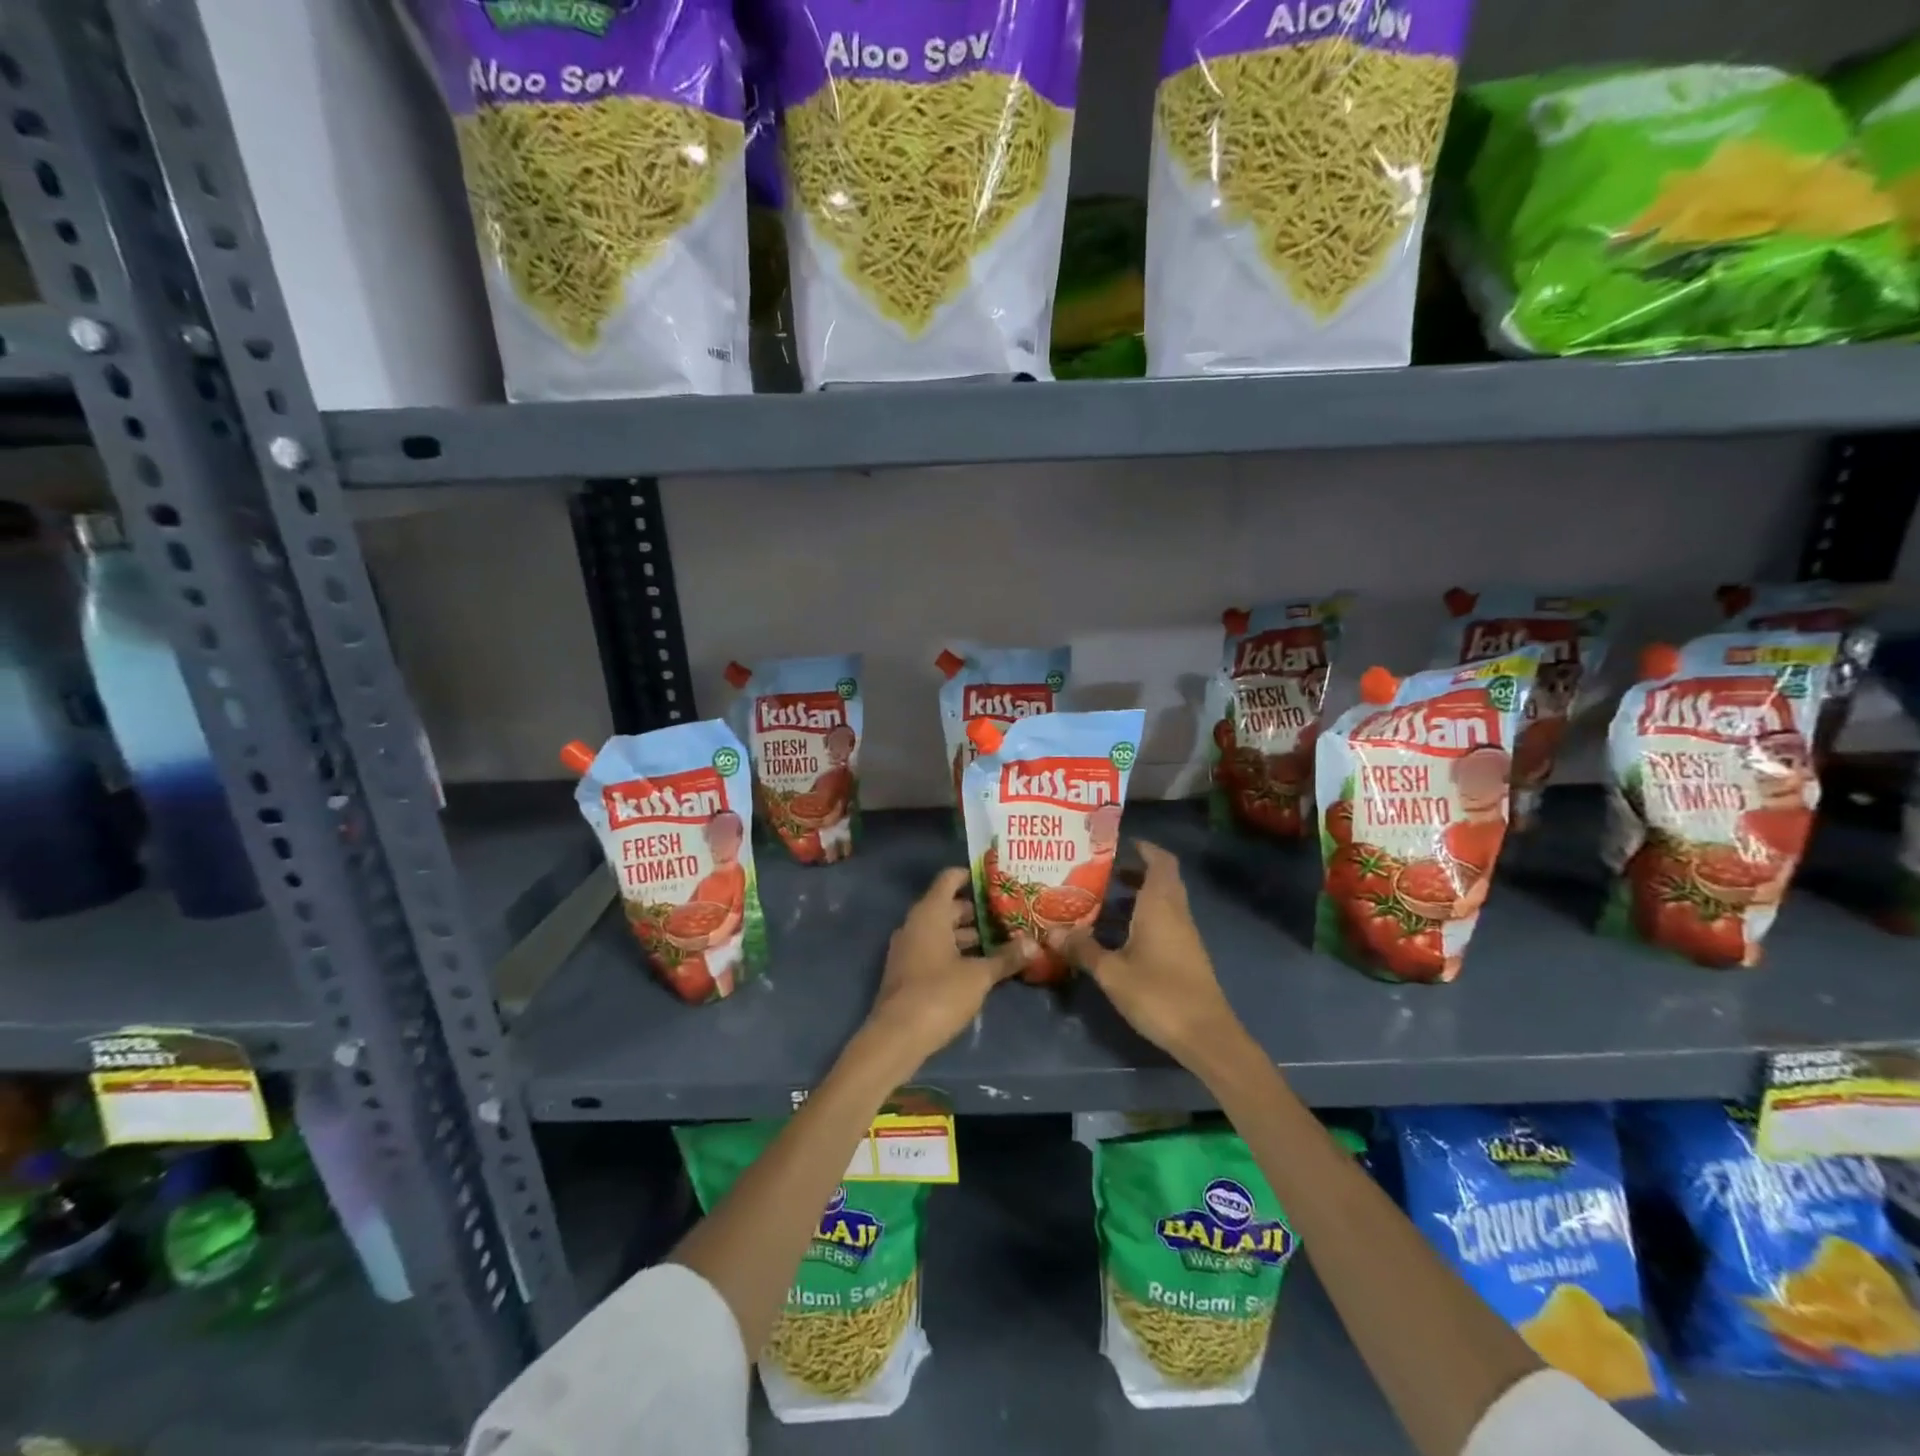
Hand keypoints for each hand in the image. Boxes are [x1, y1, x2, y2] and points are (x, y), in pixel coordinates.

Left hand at [863, 868, 1028, 1067]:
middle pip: (948, 906)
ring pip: (942, 930)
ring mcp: (909, 948)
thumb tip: (1033, 944)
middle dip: (977, 910)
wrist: (896, 1037)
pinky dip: (956, 951)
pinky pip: (935, 949)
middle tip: (1009, 914)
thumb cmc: (938, 995)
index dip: (972, 876)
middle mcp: (916, 924)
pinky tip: (980, 965)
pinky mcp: (908, 971)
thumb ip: (1005, 958)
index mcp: (930, 913)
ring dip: (968, 934)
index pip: (950, 878)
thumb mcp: (979, 976)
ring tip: (1002, 940)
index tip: (998, 881)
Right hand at [1066, 841, 1244, 1066]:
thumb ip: (1083, 949)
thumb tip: (1052, 932)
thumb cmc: (1158, 994)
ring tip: (1103, 901)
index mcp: (1160, 905)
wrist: (1206, 1036)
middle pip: (1162, 879)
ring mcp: (1185, 935)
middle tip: (1102, 871)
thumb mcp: (1111, 972)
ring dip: (1138, 896)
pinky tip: (1119, 935)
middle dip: (1135, 871)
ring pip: (1163, 902)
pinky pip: (1165, 921)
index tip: (1119, 843)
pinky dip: (1144, 917)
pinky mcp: (1186, 955)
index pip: (1160, 861)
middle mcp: (1176, 913)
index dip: (1144, 848)